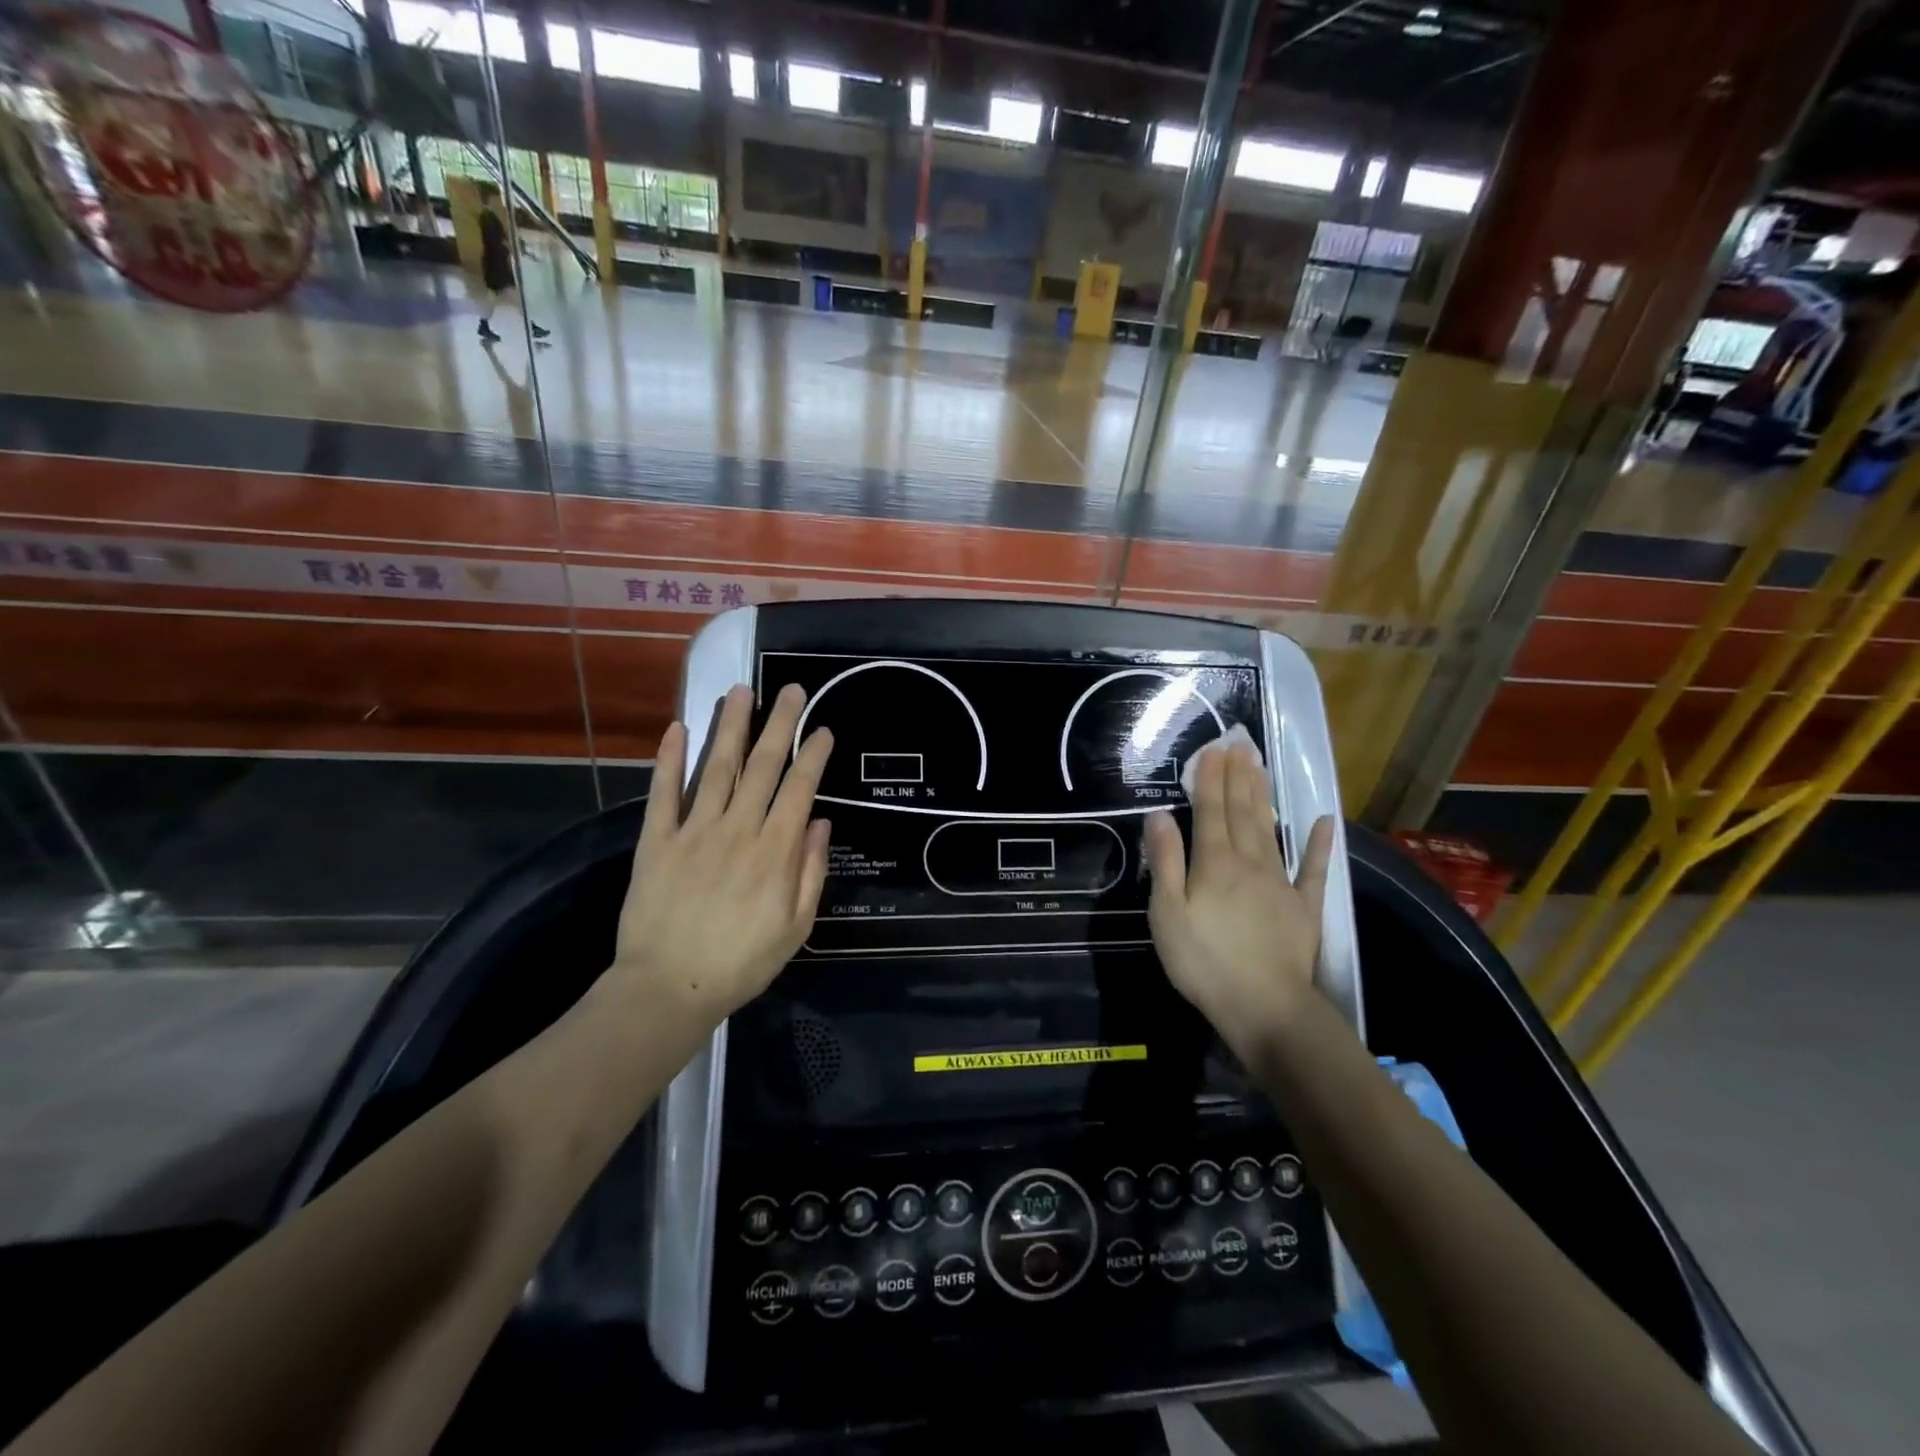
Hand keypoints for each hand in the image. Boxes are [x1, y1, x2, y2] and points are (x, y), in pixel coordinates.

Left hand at [608, 683, 832, 1023]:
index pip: (799, 788)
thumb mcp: (796, 927)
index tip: (822, 728)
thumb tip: (819, 822)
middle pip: (762, 766)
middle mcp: (738, 829)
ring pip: (717, 768)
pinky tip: (677, 728)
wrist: (669, 988)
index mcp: (775, 850)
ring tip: (739, 691)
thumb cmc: (742, 962)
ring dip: (730, 726)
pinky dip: (670, 759)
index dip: (813, 755)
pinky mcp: (657, 841)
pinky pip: (663, 793)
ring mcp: (694, 831)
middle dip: (779, 724)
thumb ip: (810, 871)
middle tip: (789, 690)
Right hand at [1143, 740, 1333, 1058]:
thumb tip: (1159, 816)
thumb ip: (1166, 862)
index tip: (1213, 749)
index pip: (1210, 811)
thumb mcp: (1168, 914)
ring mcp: (1280, 883)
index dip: (1210, 778)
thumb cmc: (1205, 961)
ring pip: (1269, 829)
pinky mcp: (1304, 907)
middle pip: (1242, 811)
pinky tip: (1324, 820)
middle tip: (1239, 744)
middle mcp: (1249, 862)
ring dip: (1264, 796)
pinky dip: (1319, 844)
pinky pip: (1313, 869)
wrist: (1265, 1007)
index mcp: (1214, 863)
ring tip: (1260, 767)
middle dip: (1238, 776)